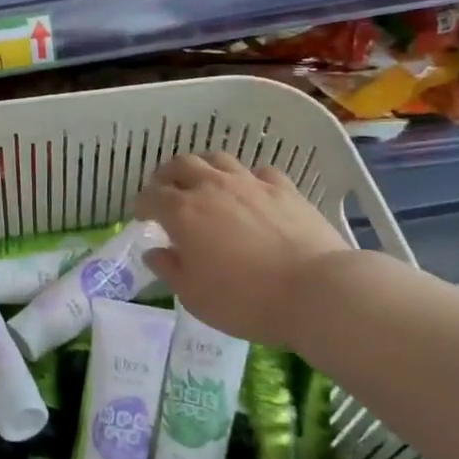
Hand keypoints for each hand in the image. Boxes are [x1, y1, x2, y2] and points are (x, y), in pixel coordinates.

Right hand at [133, 152, 351, 343]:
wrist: (316, 291)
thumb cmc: (246, 300)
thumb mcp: (195, 296)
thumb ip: (170, 270)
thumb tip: (155, 252)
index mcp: (183, 212)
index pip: (151, 196)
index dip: (142, 204)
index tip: (142, 216)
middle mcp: (212, 188)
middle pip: (181, 165)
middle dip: (167, 175)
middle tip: (165, 189)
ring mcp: (250, 183)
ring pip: (217, 159)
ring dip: (203, 167)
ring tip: (202, 182)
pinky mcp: (284, 188)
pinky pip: (258, 171)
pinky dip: (246, 178)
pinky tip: (250, 192)